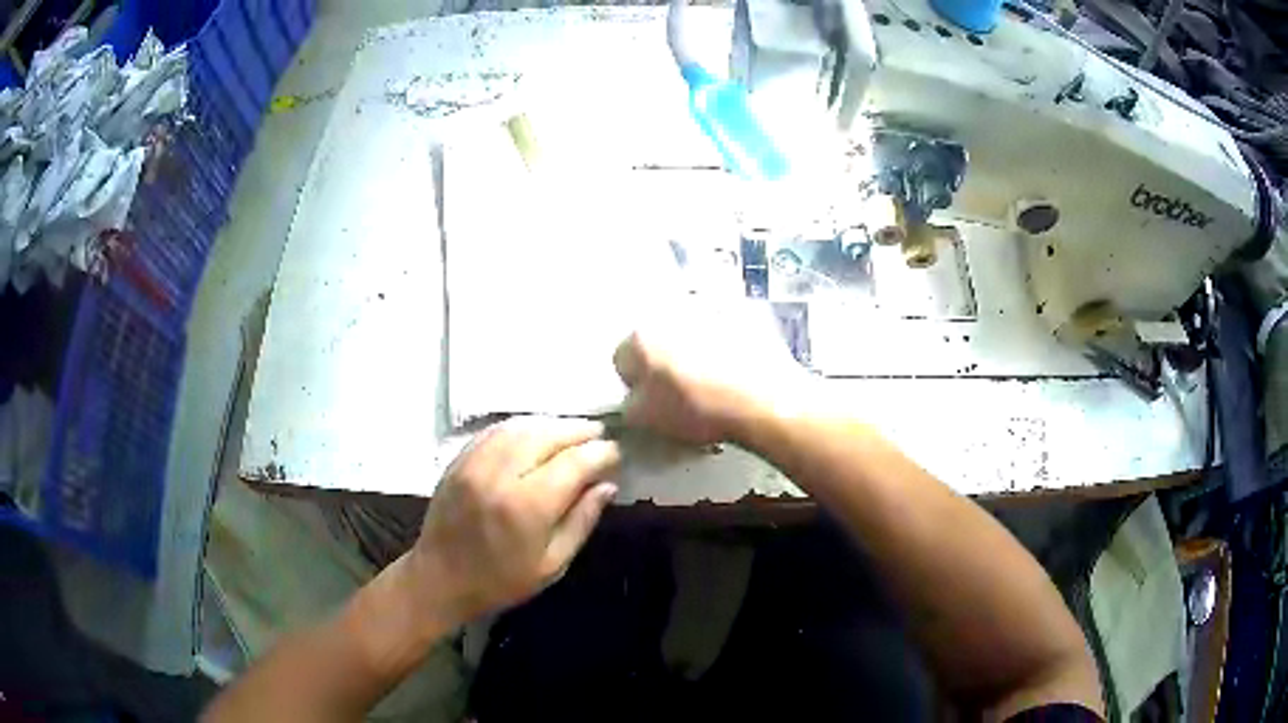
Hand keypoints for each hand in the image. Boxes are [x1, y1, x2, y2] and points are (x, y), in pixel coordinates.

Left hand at [405, 417, 620, 629]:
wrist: (439, 579)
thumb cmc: (500, 581)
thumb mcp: (552, 564)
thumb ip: (581, 521)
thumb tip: (607, 486)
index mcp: (526, 506)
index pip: (574, 462)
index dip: (600, 453)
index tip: (616, 454)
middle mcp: (500, 474)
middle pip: (547, 435)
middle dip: (578, 431)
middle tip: (599, 434)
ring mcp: (475, 462)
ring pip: (521, 426)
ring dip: (552, 424)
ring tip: (572, 431)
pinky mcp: (459, 459)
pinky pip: (496, 430)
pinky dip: (522, 426)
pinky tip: (536, 432)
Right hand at [613, 300, 808, 444]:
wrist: (763, 399)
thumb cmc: (698, 410)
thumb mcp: (647, 421)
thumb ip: (629, 405)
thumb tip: (634, 397)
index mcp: (640, 337)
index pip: (621, 360)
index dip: (635, 383)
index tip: (651, 401)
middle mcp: (669, 313)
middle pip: (656, 340)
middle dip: (663, 361)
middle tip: (680, 391)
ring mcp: (707, 309)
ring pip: (688, 332)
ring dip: (692, 350)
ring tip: (711, 380)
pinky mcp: (741, 313)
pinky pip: (721, 329)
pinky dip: (722, 344)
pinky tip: (734, 368)